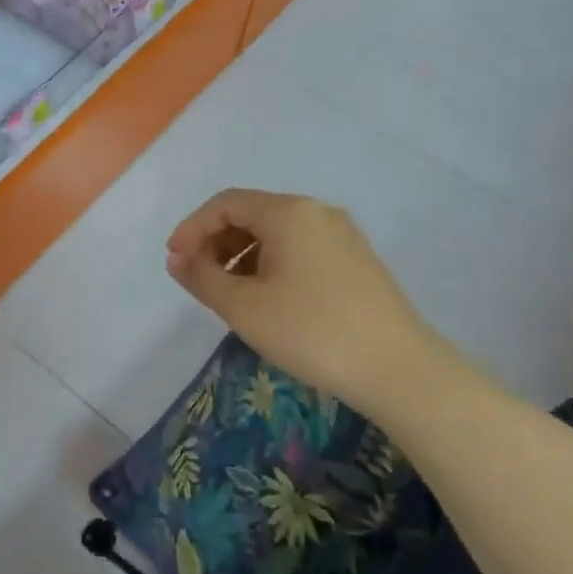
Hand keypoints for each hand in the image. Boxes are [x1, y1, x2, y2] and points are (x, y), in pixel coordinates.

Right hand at [165, 189, 451, 414]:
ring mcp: (342, 235)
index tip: (174, 260)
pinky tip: (265, 298)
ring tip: (227, 293)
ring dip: (241, 255)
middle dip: (216, 242)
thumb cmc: (310, 330)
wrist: (398, 370)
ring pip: (276, 233)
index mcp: (288, 212)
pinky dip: (270, 263)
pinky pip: (299, 248)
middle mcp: (317, 212)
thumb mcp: (242, 306)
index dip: (192, 228)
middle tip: (197, 277)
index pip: (225, 204)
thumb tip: (177, 259)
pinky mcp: (356, 260)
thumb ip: (201, 277)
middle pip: (252, 214)